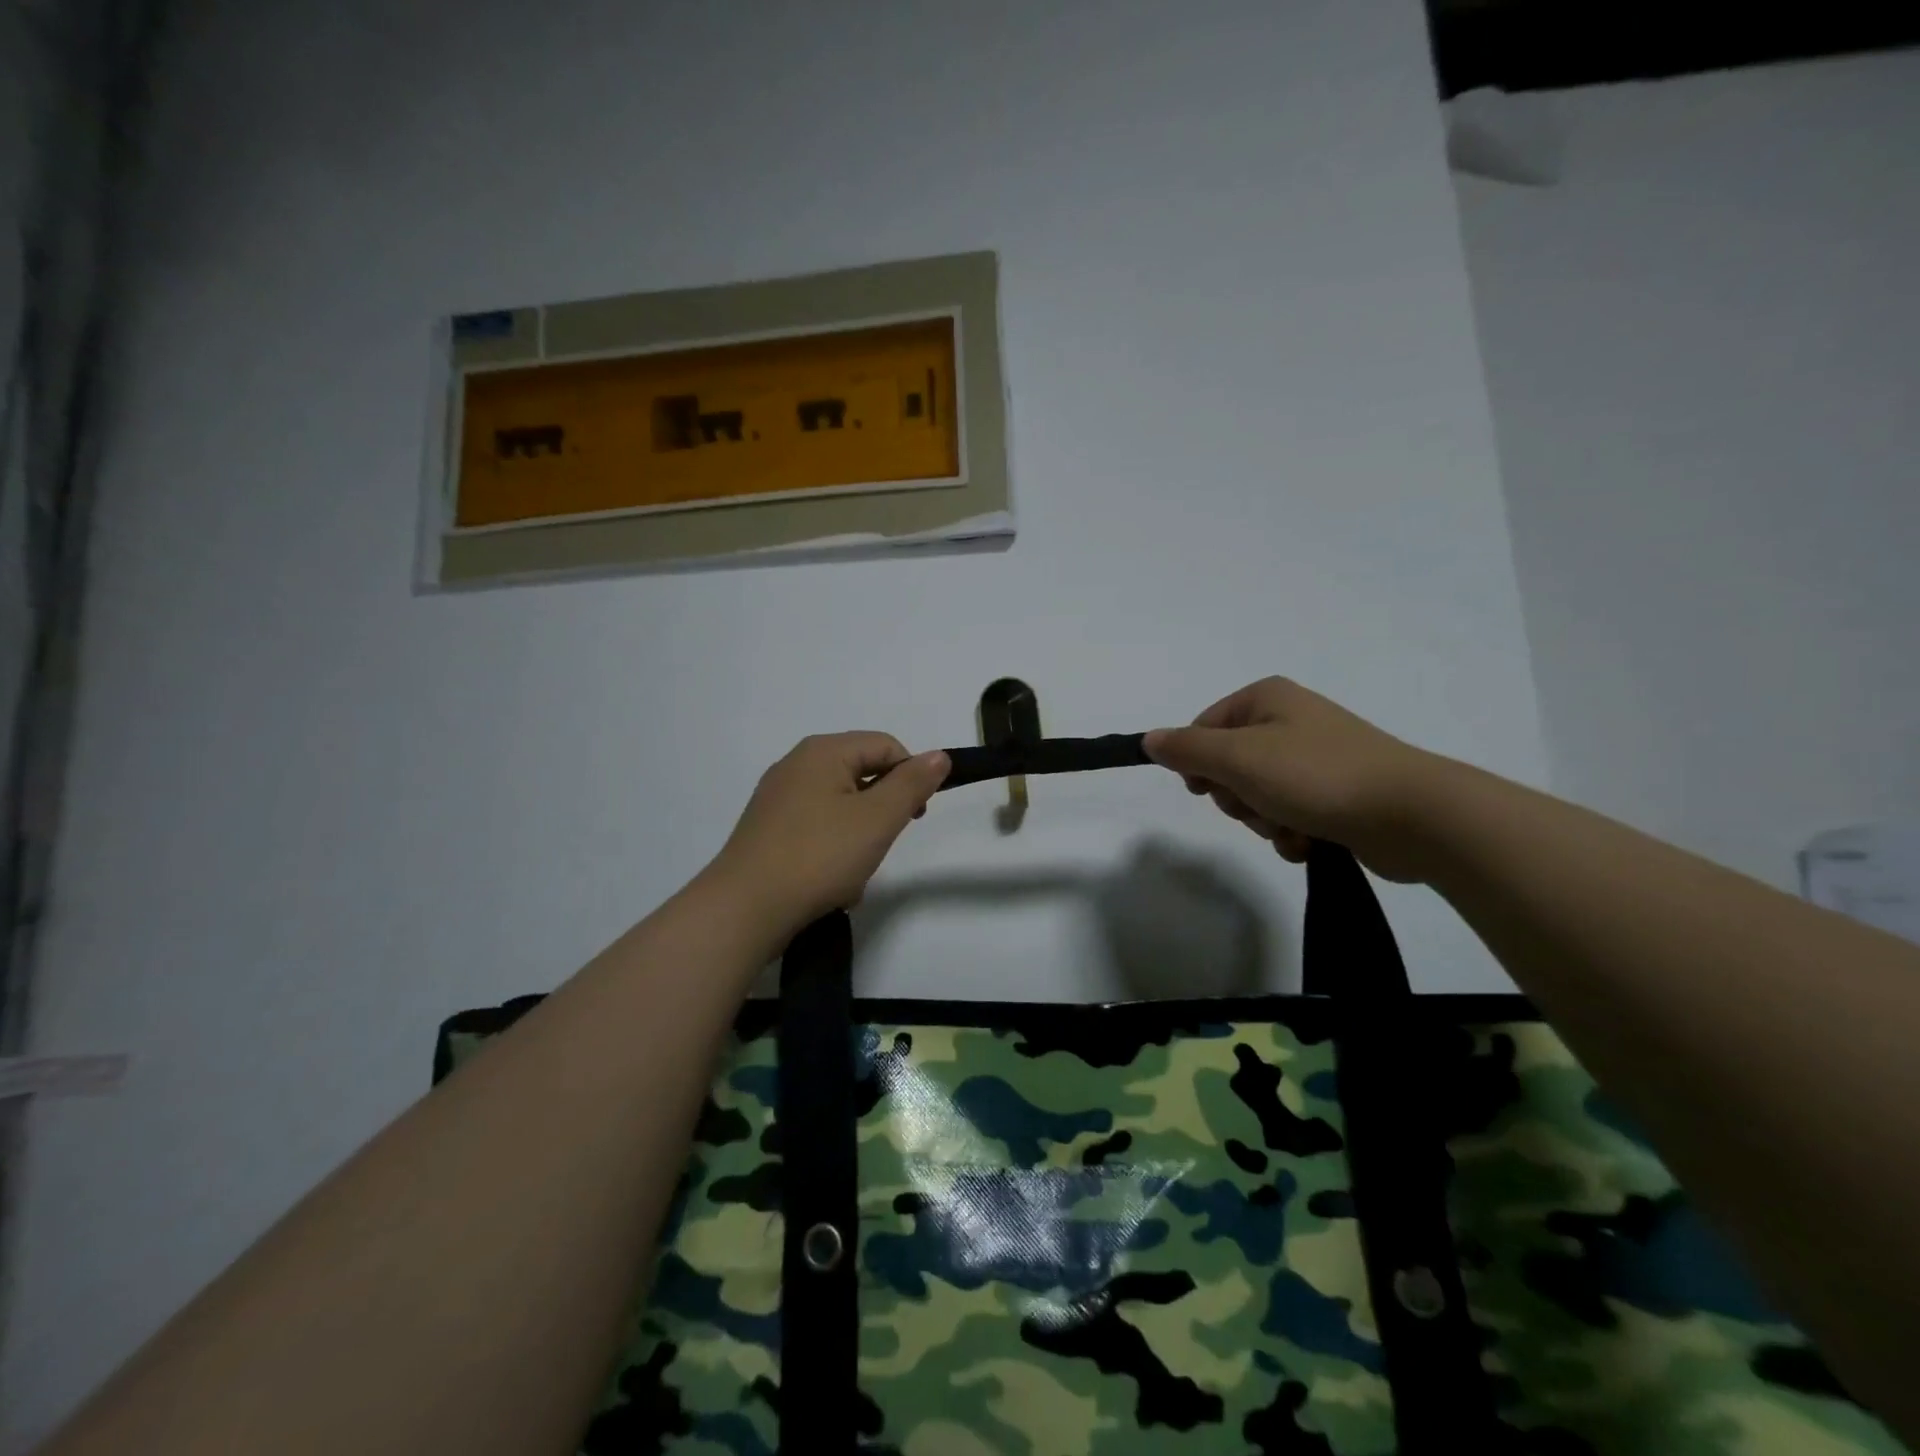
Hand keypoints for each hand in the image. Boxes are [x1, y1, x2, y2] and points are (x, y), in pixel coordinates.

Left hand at [708, 732, 950, 935]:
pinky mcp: (767, 830)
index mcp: (822, 751)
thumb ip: (912, 784)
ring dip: (858, 840)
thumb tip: (939, 755)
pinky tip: (830, 886)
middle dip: (881, 814)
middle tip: (881, 847)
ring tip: (853, 876)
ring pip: (841, 809)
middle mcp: (796, 765)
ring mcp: (777, 799)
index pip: (886, 746)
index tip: (916, 817)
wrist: (744, 910)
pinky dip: (832, 852)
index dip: (910, 777)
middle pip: (862, 776)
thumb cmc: (818, 856)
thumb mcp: (878, 819)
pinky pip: (816, 830)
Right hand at [1144, 677, 1439, 881]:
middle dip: (1237, 797)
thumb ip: (1187, 749)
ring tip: (1292, 826)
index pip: (1203, 727)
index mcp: (1266, 699)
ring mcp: (1316, 758)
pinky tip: (1310, 840)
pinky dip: (1291, 832)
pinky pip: (1289, 814)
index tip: (1206, 789)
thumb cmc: (1316, 776)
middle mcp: (1290, 721)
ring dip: (1264, 820)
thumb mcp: (1238, 759)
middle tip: (1258, 805)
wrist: (1413, 815)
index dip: (1197, 762)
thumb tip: (1149, 740)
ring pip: (1257, 795)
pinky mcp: (1336, 794)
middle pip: (1228, 765)